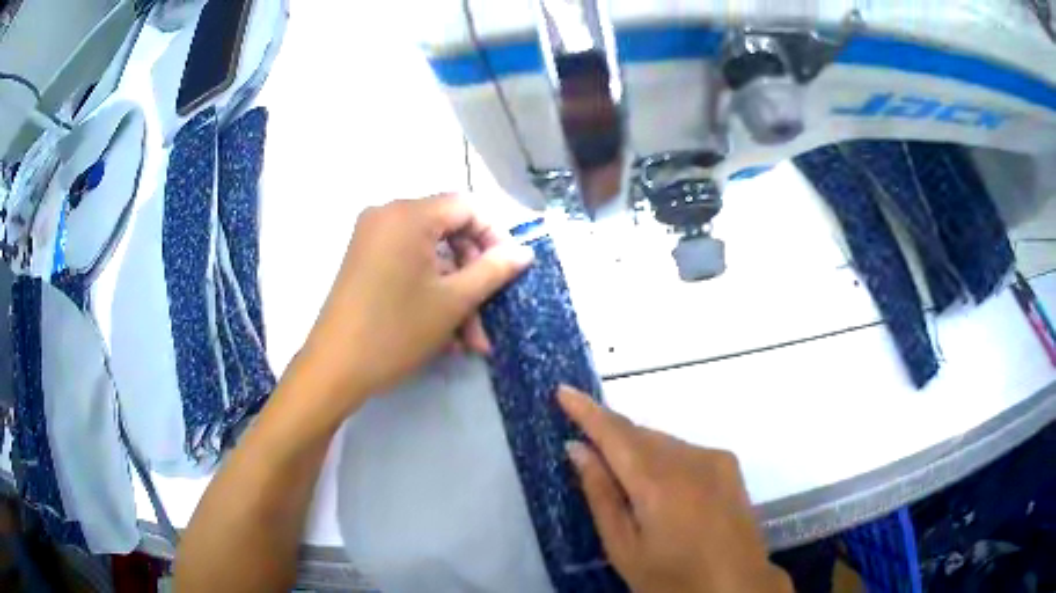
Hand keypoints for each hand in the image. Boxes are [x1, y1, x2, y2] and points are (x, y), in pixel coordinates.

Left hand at [302, 194, 533, 411]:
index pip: (467, 207)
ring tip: (469, 342)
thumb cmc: (395, 331)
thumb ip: (494, 270)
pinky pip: (409, 267)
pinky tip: (444, 336)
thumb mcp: (453, 302)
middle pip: (449, 233)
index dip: (495, 237)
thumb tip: (524, 251)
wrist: (334, 368)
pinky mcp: (364, 261)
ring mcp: (372, 239)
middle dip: (473, 278)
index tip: (510, 272)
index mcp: (409, 214)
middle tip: (488, 319)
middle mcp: (388, 215)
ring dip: (455, 296)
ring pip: (430, 257)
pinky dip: (429, 294)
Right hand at [559, 387, 791, 592]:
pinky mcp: (729, 464)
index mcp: (658, 483)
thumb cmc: (672, 578)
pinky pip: (683, 449)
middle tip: (584, 444)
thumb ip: (601, 495)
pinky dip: (662, 457)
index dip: (586, 411)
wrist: (737, 586)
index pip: (614, 434)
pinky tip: (660, 487)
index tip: (563, 390)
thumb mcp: (624, 548)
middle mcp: (689, 458)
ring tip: (621, 477)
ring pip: (662, 440)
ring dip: (636, 448)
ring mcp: (714, 458)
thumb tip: (577, 449)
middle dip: (609, 432)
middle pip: (639, 433)